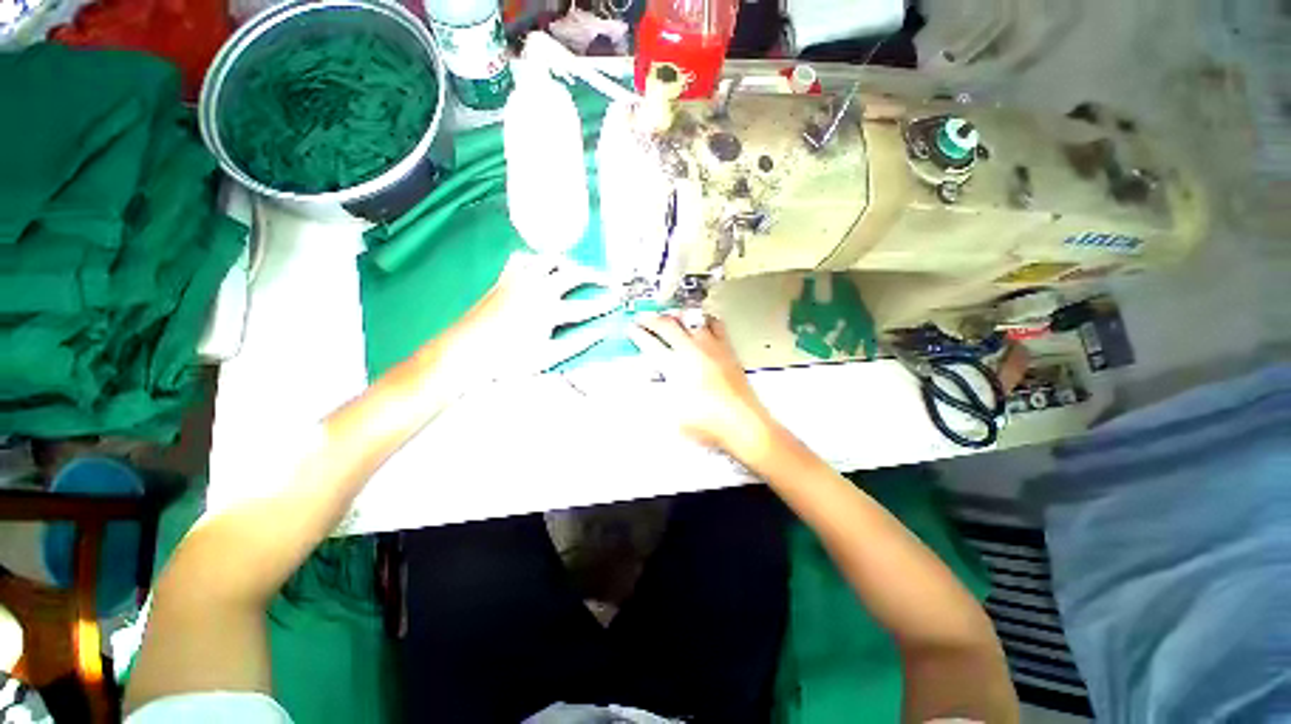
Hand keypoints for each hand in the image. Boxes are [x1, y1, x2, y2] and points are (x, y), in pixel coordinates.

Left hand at [436, 252, 618, 385]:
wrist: (464, 352)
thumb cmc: (507, 360)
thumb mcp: (547, 357)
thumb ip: (578, 344)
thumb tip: (601, 333)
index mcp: (549, 310)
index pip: (586, 305)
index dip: (605, 303)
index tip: (618, 300)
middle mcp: (537, 289)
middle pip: (573, 274)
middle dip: (595, 276)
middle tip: (607, 280)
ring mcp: (519, 280)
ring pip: (549, 259)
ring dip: (568, 263)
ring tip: (578, 270)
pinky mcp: (504, 279)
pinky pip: (522, 259)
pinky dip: (536, 259)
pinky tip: (541, 266)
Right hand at [627, 313, 777, 458]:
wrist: (742, 422)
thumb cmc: (707, 422)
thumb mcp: (672, 413)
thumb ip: (660, 391)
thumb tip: (654, 377)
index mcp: (675, 366)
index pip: (651, 344)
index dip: (638, 334)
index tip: (631, 328)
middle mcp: (692, 351)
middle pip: (668, 326)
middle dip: (651, 319)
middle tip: (643, 317)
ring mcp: (711, 347)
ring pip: (691, 319)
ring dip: (677, 315)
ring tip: (669, 314)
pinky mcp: (727, 349)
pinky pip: (716, 325)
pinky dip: (705, 319)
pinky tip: (702, 321)